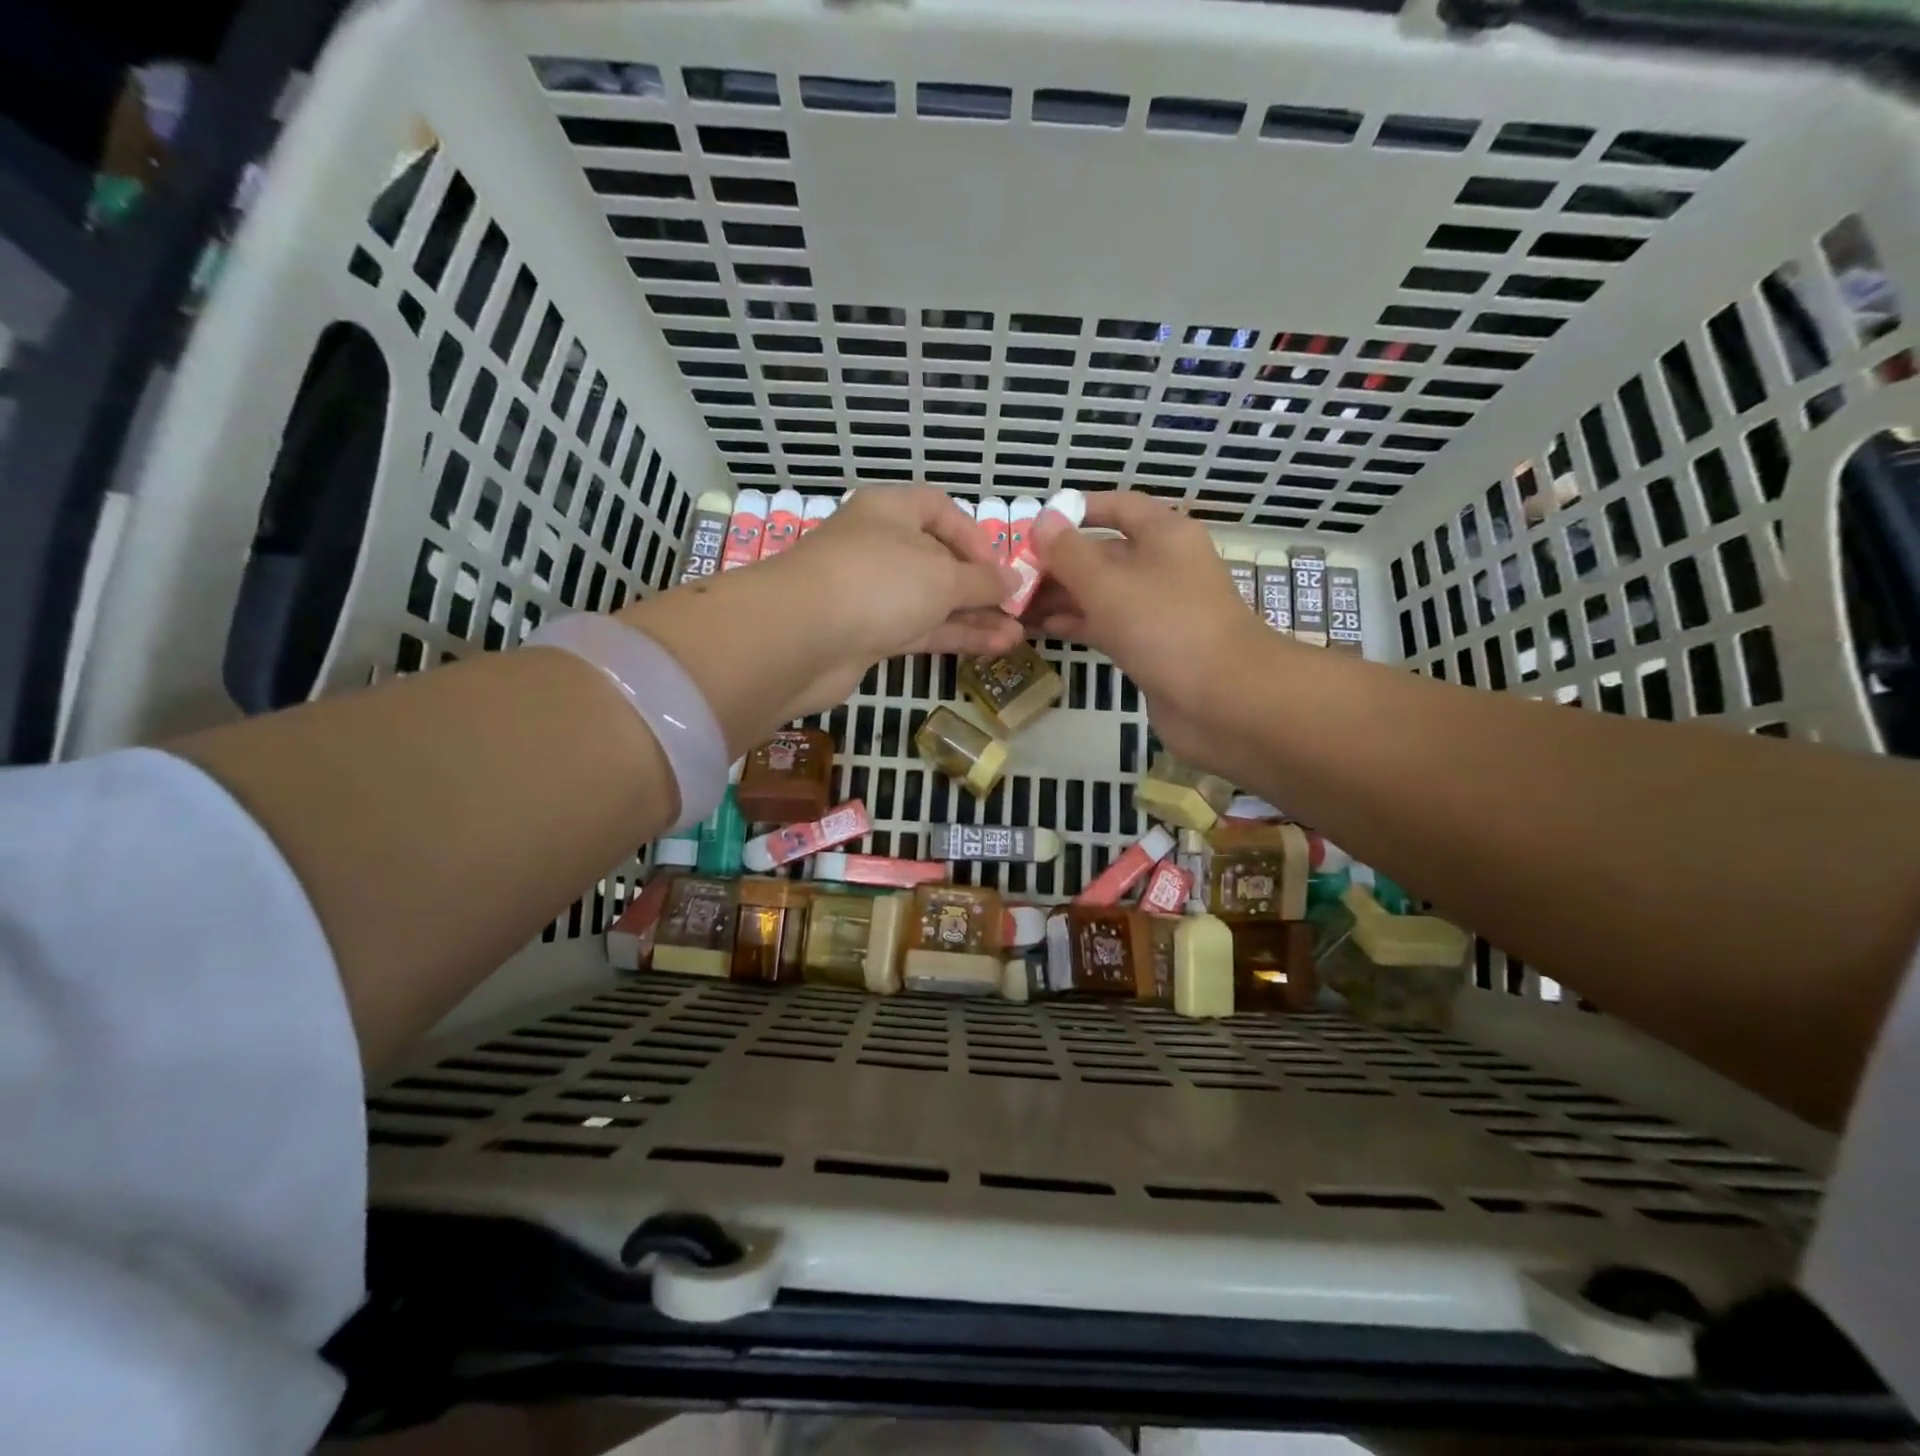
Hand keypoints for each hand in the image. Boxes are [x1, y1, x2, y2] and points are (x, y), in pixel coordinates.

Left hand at [620, 487, 1020, 749]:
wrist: (801, 637)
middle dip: (979, 586)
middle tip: (1017, 609)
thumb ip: (982, 581)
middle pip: (938, 560)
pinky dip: (953, 636)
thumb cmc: (878, 583)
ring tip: (1017, 636)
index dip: (974, 536)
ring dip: (973, 617)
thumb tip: (1014, 580)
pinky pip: (919, 628)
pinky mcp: (867, 633)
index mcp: (891, 511)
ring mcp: (871, 592)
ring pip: (931, 601)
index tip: (999, 568)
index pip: (940, 510)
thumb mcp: (941, 576)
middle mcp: (880, 546)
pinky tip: (992, 647)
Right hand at [1028, 491, 1269, 766]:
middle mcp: (1162, 566)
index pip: (1117, 507)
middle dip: (1059, 562)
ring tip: (1016, 604)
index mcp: (1164, 535)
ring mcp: (1158, 609)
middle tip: (1011, 575)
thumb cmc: (1165, 626)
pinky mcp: (1152, 646)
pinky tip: (1043, 628)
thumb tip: (1042, 521)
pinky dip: (1078, 623)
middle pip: (1104, 553)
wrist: (1224, 700)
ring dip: (1062, 596)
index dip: (1077, 511)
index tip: (1035, 525)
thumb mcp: (1108, 583)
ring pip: (1102, 593)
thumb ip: (1069, 553)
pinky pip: (1108, 625)